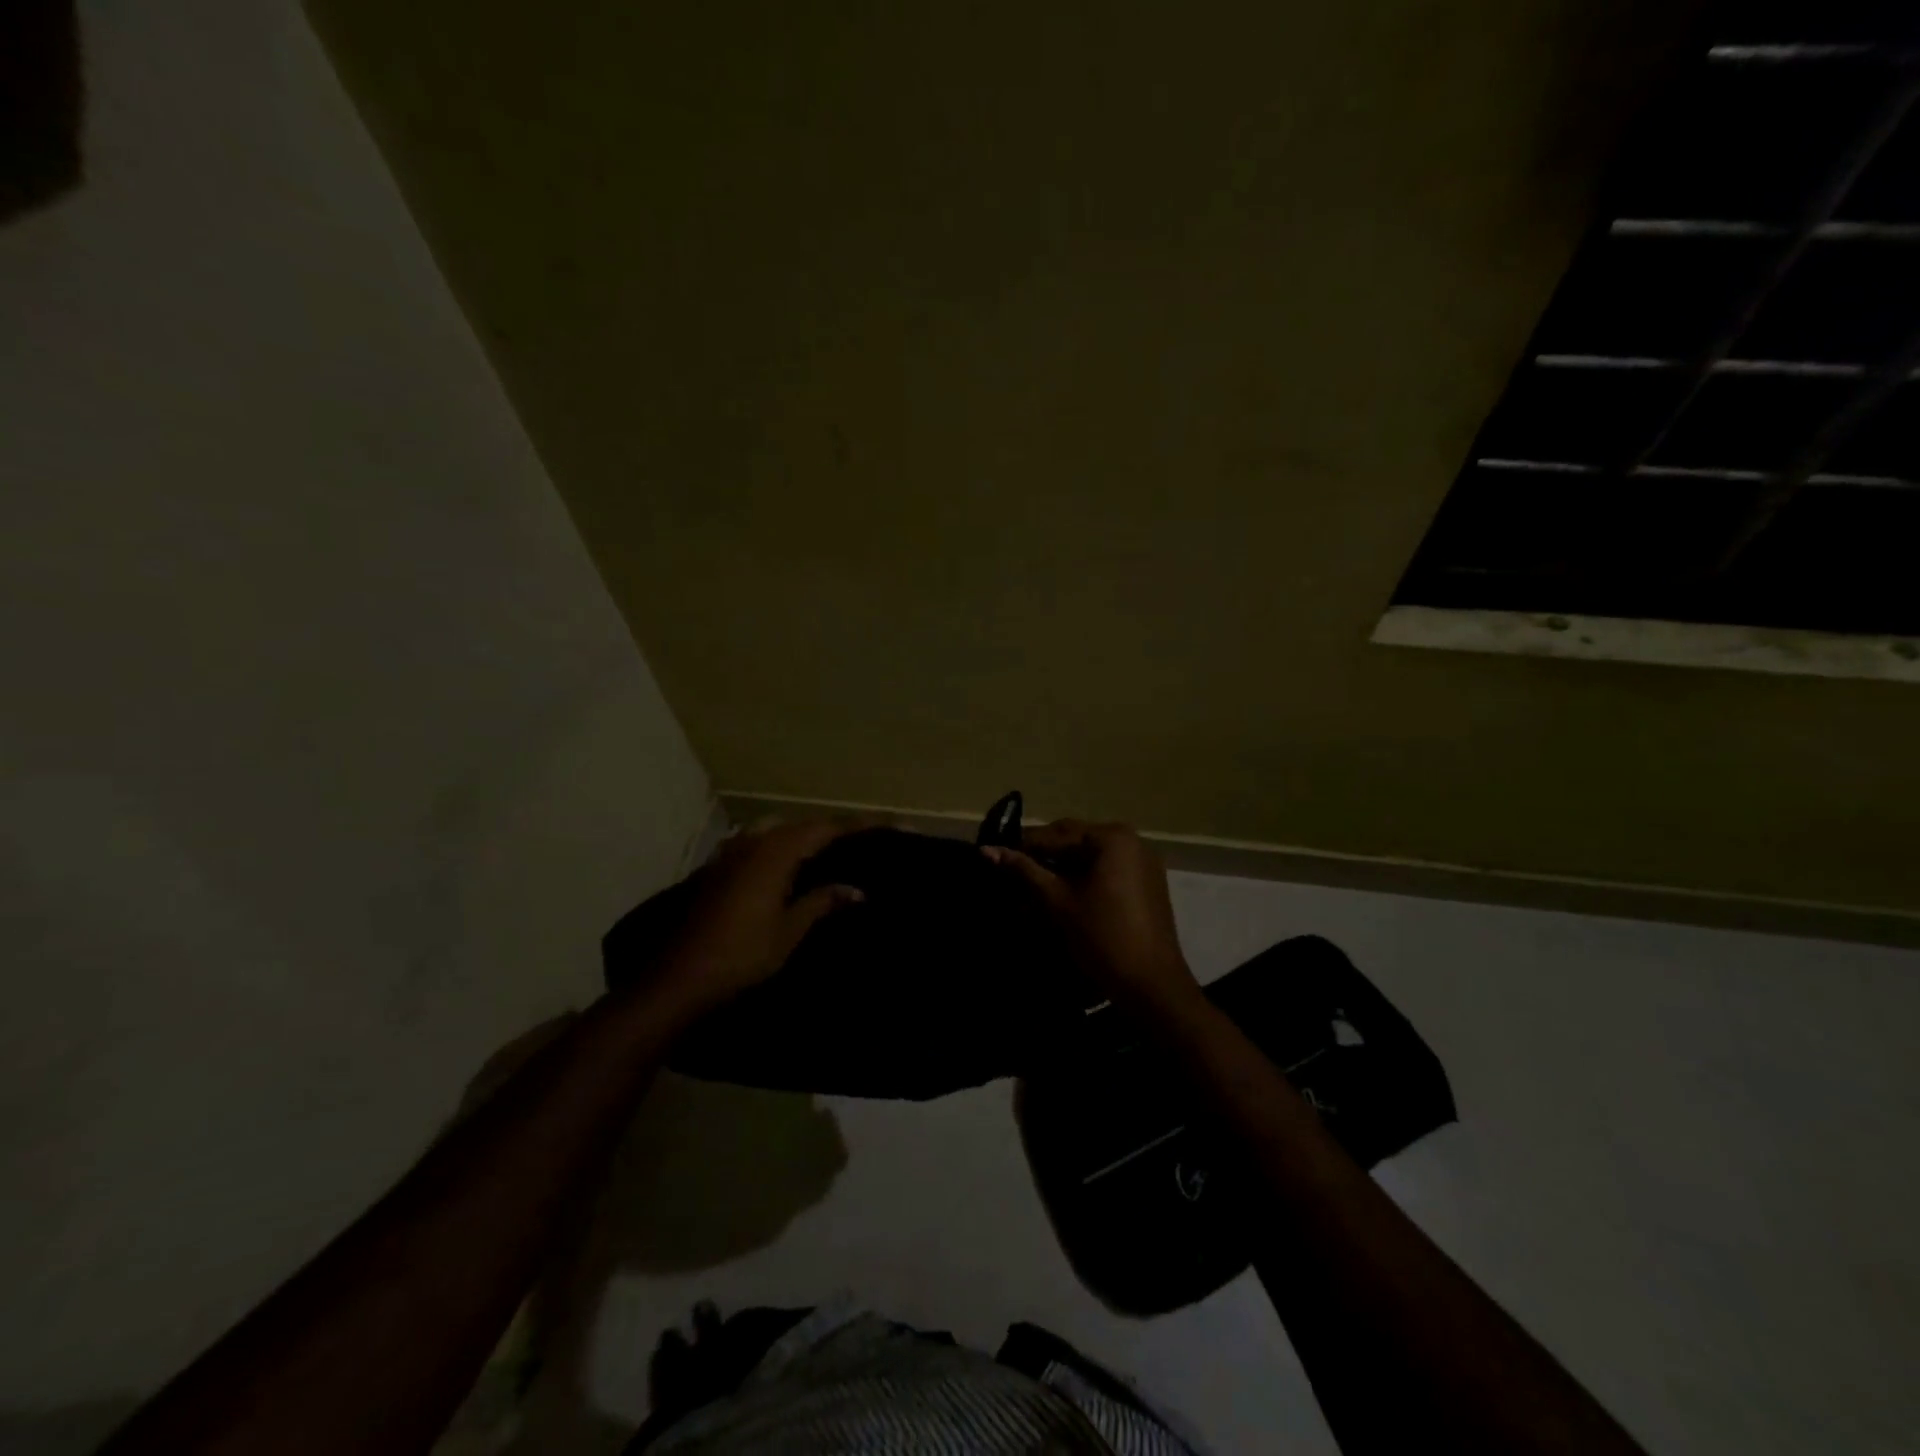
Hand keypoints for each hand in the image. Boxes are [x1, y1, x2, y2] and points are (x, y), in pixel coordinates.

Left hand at [655, 818, 867, 1014]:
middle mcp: (754, 842)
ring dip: (804, 836)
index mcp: (776, 852)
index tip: (887, 824)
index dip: (857, 826)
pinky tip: (790, 865)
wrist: (682, 976)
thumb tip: (857, 890)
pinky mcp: (719, 868)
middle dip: (832, 829)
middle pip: (802, 825)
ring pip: (777, 831)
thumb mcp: (790, 929)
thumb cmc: (742, 953)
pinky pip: (759, 843)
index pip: (826, 828)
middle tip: (862, 839)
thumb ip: (823, 902)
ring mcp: (732, 853)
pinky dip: (781, 846)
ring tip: (830, 850)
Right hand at [983, 820, 1199, 1012]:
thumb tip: (986, 850)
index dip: (1023, 845)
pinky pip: (1108, 869)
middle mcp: (1132, 840)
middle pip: (1076, 840)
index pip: (1057, 833)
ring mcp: (1143, 862)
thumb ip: (1024, 871)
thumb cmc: (1102, 937)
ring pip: (1091, 856)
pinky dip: (1084, 877)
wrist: (1152, 985)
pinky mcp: (1147, 883)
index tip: (995, 856)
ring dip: (1062, 867)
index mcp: (1112, 837)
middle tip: (1011, 871)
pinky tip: (1063, 894)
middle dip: (1044, 855)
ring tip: (1032, 884)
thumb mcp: (1058, 901)